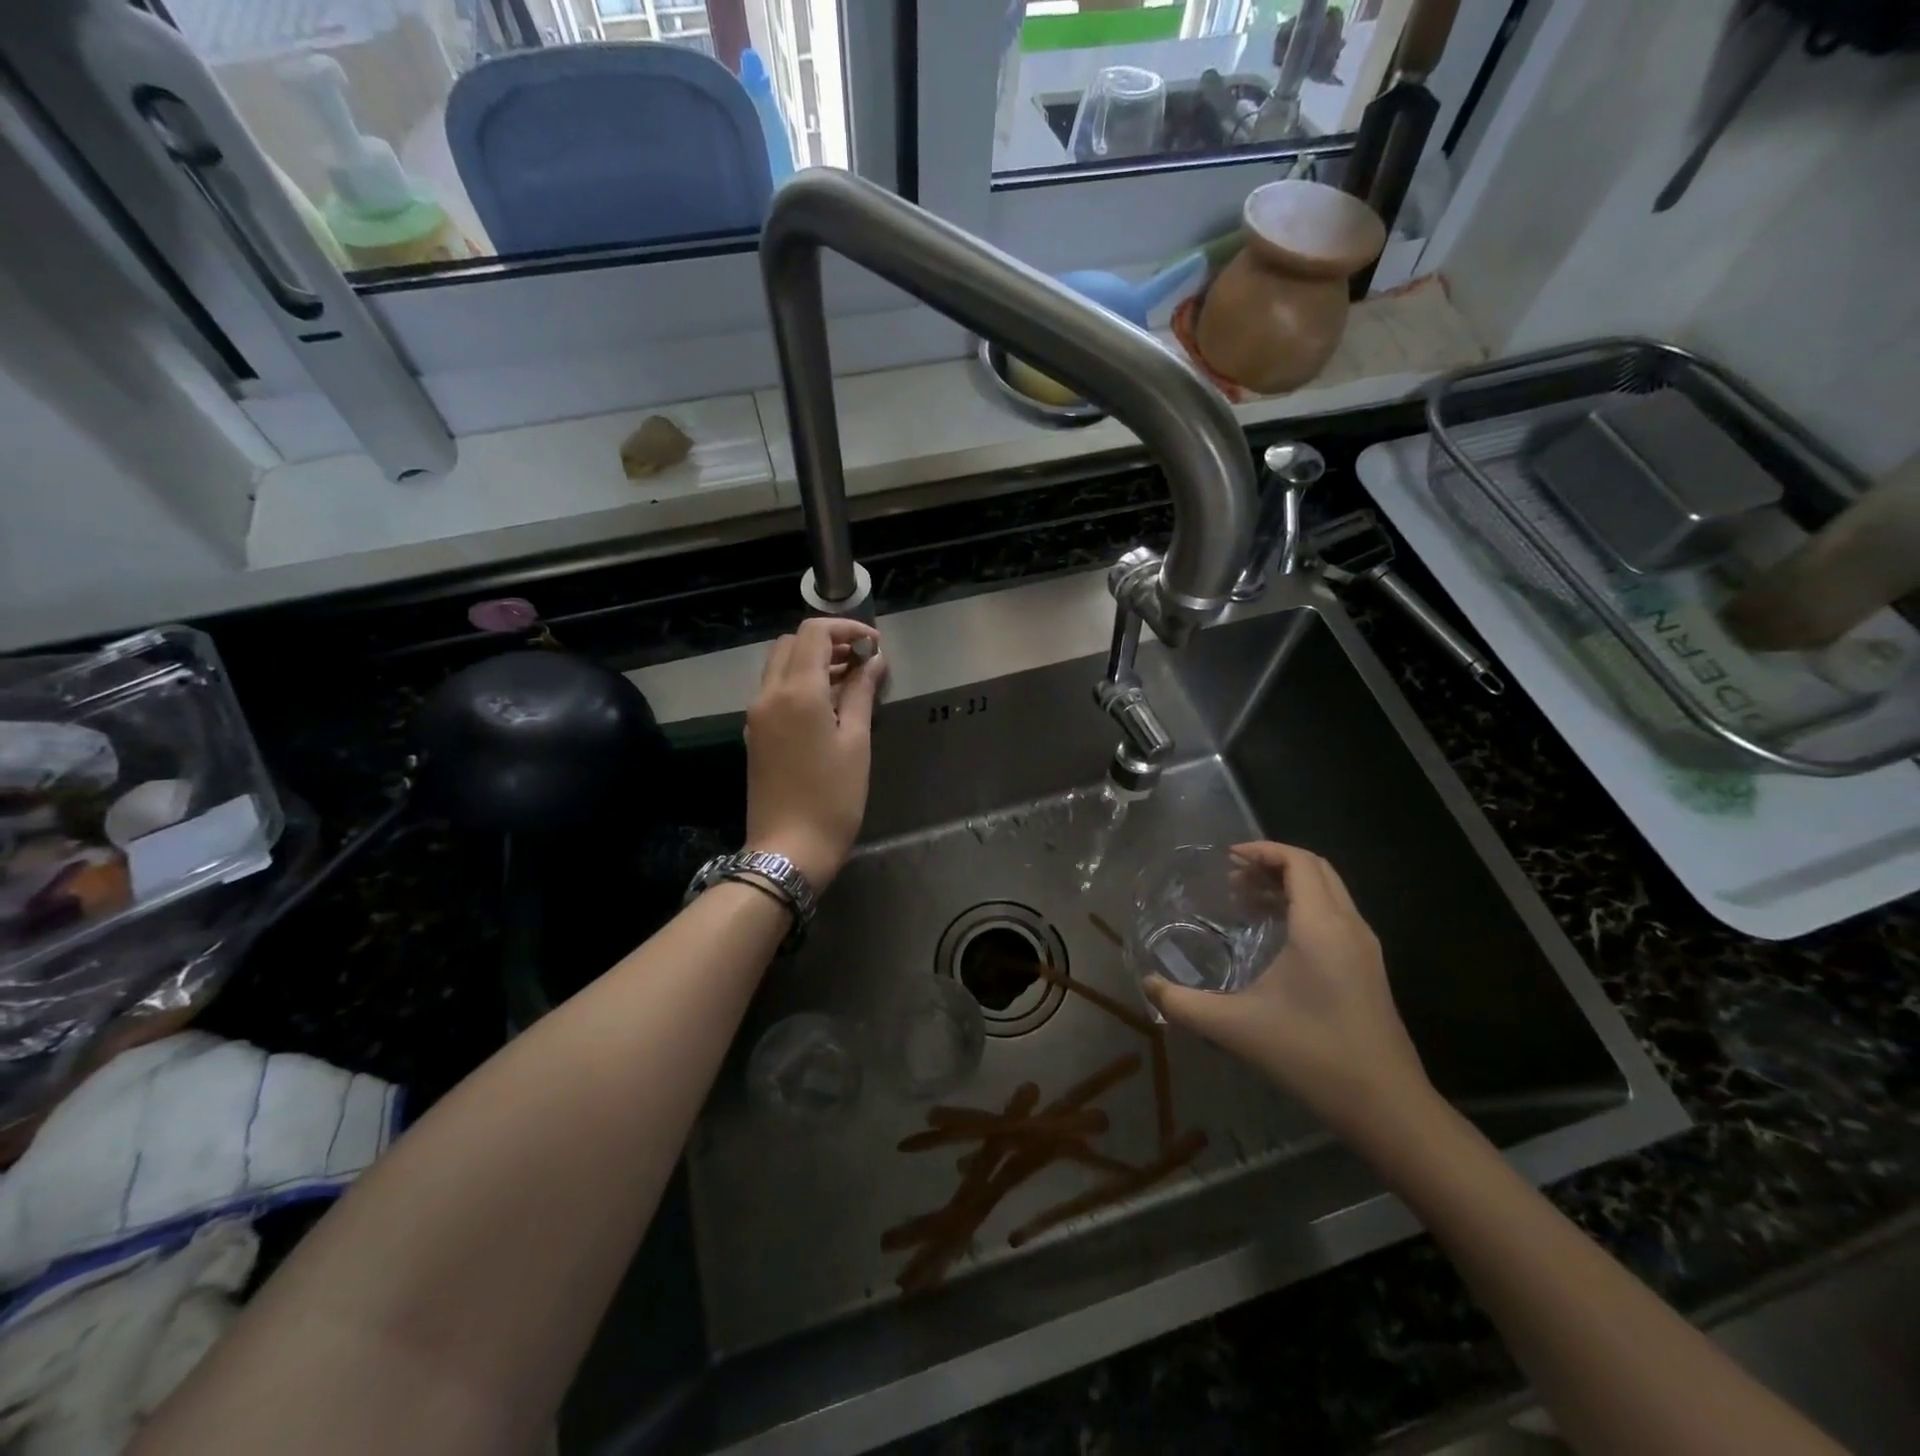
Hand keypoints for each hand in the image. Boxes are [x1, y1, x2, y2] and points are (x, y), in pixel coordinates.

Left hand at [744, 618, 884, 888]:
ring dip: (813, 662)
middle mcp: (768, 695)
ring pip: (780, 666)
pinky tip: (827, 706)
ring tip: (850, 681)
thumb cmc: (832, 797)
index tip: (874, 646)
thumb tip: (873, 661)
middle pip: (792, 644)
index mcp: (796, 692)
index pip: (814, 634)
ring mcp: (756, 715)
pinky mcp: (755, 734)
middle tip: (862, 661)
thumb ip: (861, 694)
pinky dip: (800, 683)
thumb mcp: (855, 742)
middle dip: (828, 642)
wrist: (788, 849)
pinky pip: (775, 691)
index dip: (846, 630)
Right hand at [1144, 842, 1433, 1142]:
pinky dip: (1305, 907)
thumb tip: (1147, 985)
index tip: (1228, 858)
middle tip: (1233, 878)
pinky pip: (1336, 915)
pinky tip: (1276, 936)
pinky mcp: (1369, 967)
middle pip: (1316, 869)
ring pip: (1329, 892)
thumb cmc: (1311, 1055)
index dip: (1264, 850)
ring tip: (1247, 902)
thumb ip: (1184, 1004)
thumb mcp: (1236, 1028)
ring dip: (1290, 885)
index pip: (1299, 862)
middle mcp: (1349, 926)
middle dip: (1274, 863)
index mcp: (1321, 926)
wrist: (1386, 1106)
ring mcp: (1364, 947)